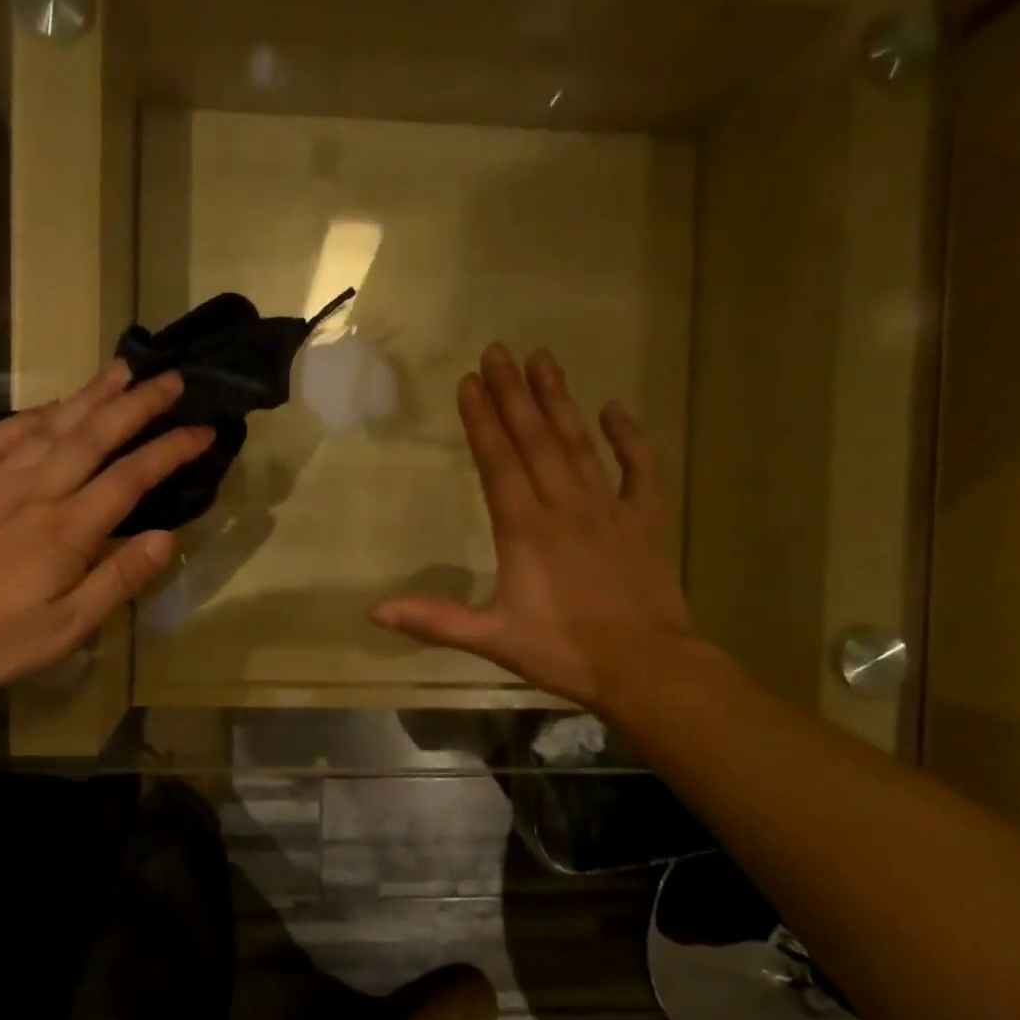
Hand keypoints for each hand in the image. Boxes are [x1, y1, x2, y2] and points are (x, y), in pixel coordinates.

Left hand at [0, 363, 211, 688]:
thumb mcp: (67, 628)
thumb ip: (117, 580)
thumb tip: (165, 539)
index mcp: (68, 528)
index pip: (131, 477)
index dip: (171, 450)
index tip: (203, 430)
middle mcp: (38, 490)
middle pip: (95, 435)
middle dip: (138, 404)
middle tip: (171, 378)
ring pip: (52, 425)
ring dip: (90, 396)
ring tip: (121, 371)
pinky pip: (1, 436)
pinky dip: (29, 416)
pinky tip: (46, 409)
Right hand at [371, 344, 694, 717]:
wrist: (646, 668)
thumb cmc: (563, 652)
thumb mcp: (491, 639)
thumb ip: (434, 620)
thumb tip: (374, 611)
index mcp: (525, 530)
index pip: (499, 463)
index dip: (482, 421)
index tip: (470, 381)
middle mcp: (565, 507)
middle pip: (536, 441)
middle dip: (514, 394)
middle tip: (499, 351)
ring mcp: (609, 510)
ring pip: (580, 445)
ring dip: (559, 402)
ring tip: (544, 360)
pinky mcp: (645, 522)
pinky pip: (640, 471)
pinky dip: (629, 439)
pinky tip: (616, 409)